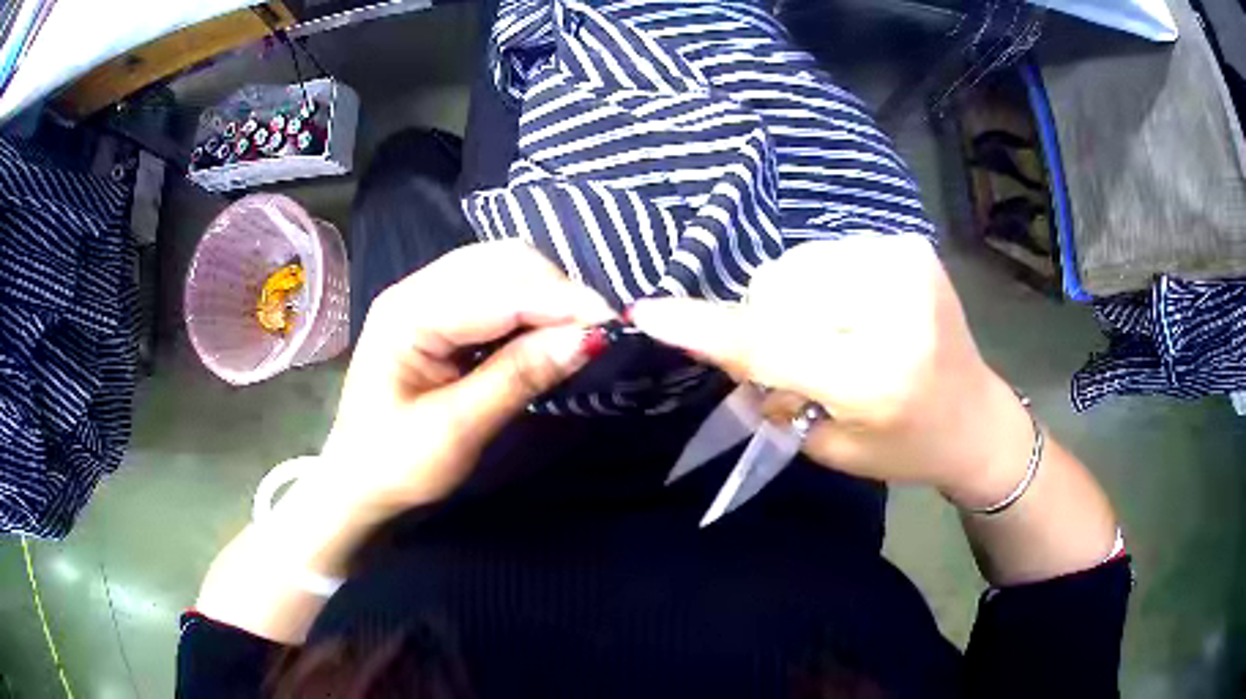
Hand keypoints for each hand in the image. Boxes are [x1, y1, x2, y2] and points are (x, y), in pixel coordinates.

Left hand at [319, 240, 613, 511]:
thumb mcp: (457, 431)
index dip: (559, 300)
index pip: (497, 289)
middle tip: (596, 332)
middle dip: (556, 290)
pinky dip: (528, 303)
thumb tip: (587, 339)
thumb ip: (518, 377)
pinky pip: (494, 289)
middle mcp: (415, 289)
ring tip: (577, 331)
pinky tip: (545, 329)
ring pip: (501, 268)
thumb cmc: (396, 465)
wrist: (358, 483)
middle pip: (501, 261)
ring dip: (546, 293)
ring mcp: (425, 296)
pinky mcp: (437, 312)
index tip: (612, 323)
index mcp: (407, 314)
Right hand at [630, 236, 1033, 507]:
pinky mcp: (909, 245)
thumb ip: (773, 391)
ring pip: (796, 265)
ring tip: (834, 333)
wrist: (974, 416)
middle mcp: (896, 308)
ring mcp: (906, 263)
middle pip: (779, 290)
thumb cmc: (904, 448)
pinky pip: (825, 254)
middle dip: (768, 322)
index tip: (649, 313)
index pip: (775, 345)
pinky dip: (821, 283)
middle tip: (800, 358)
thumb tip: (721, 342)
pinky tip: (854, 311)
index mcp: (878, 378)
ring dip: (793, 300)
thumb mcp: (830, 445)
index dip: (708, 329)